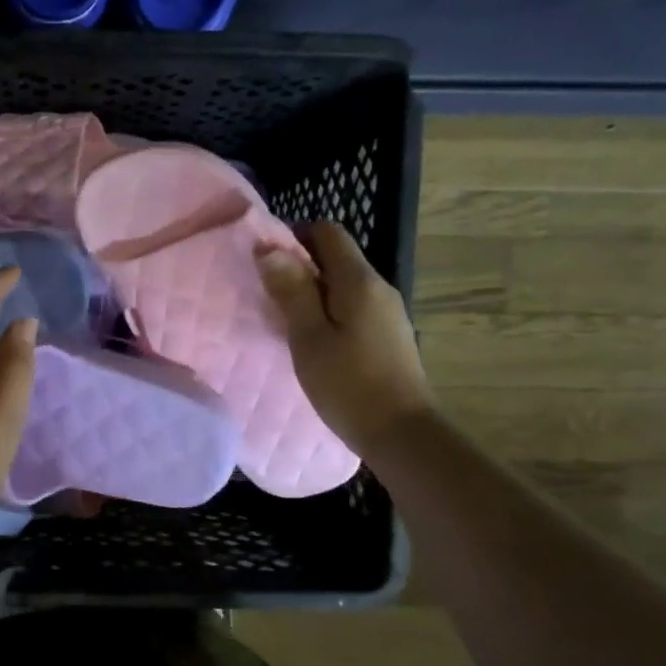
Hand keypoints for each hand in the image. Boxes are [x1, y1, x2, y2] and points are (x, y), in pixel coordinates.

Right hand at [256, 222, 432, 455]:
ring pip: (345, 285)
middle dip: (301, 266)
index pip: (329, 233)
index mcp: (359, 281)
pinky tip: (314, 340)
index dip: (295, 236)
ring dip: (314, 292)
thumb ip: (291, 291)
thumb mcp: (309, 338)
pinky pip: (354, 308)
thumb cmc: (348, 384)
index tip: (265, 259)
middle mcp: (379, 288)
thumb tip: (269, 248)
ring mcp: (388, 313)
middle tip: (268, 292)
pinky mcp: (389, 336)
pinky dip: (330, 312)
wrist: (401, 433)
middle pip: (338, 258)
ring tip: (285, 318)